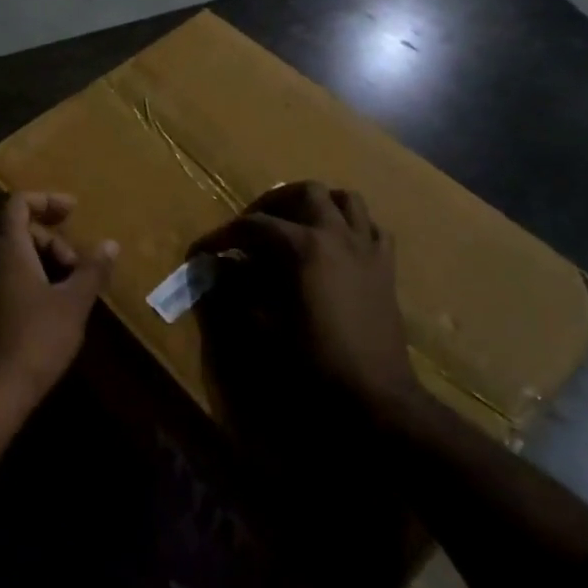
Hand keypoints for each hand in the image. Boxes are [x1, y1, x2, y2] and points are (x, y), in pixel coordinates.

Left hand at [0, 193, 117, 414]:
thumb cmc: (36, 339)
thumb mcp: (74, 302)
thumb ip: (92, 269)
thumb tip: (110, 244)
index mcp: (7, 250)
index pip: (18, 203)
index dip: (46, 199)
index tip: (74, 210)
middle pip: (17, 230)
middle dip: (52, 240)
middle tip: (78, 267)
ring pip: (12, 258)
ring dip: (43, 263)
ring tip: (70, 290)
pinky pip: (5, 279)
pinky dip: (29, 281)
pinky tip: (50, 309)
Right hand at [213, 182, 415, 418]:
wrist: (376, 395)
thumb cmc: (315, 362)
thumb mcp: (264, 327)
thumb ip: (238, 290)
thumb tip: (220, 268)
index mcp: (303, 246)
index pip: (253, 225)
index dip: (222, 236)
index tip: (201, 251)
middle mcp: (336, 234)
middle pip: (304, 192)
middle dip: (273, 204)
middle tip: (252, 228)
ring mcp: (366, 246)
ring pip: (345, 199)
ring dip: (317, 204)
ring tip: (296, 223)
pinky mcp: (386, 266)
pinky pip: (372, 227)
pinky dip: (352, 225)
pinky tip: (337, 244)